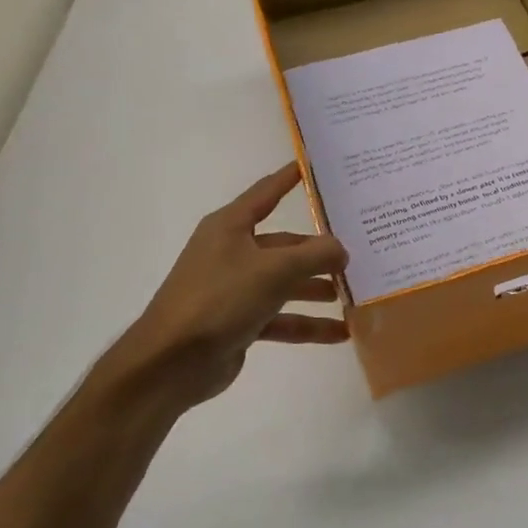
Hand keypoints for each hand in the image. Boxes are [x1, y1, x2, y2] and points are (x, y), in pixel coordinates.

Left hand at [93, 163, 347, 414]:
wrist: (170, 362)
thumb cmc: (220, 299)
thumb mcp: (275, 270)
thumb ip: (315, 255)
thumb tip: (341, 250)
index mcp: (230, 227)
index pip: (266, 193)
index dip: (289, 178)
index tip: (313, 165)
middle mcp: (231, 252)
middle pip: (284, 244)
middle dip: (318, 251)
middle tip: (357, 252)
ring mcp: (234, 289)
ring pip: (285, 283)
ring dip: (316, 289)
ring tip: (353, 294)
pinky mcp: (238, 322)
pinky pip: (281, 318)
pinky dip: (307, 324)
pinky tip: (340, 333)